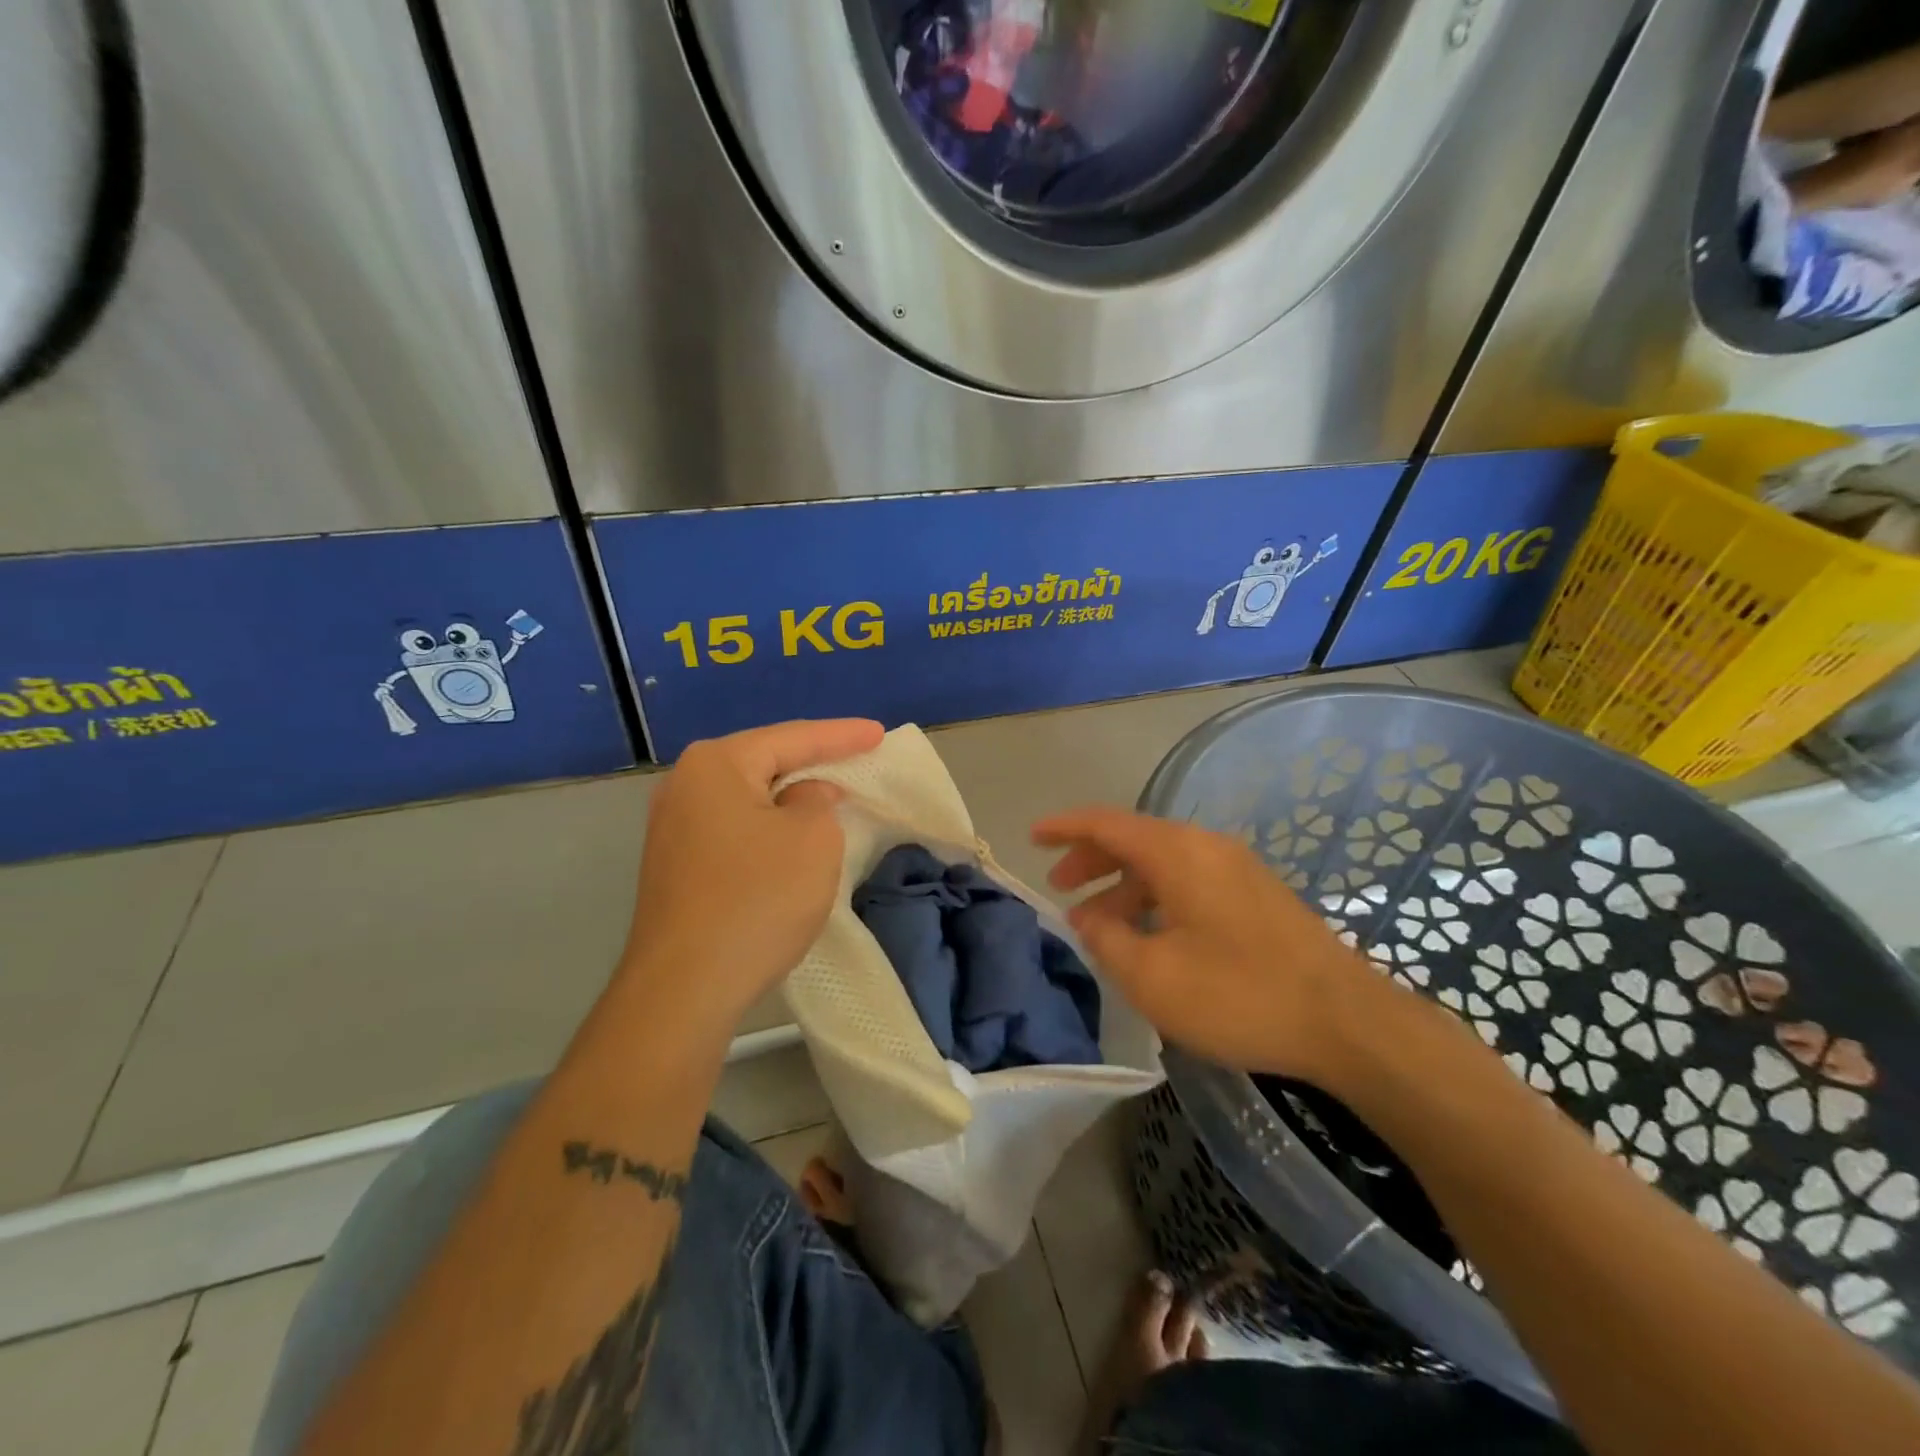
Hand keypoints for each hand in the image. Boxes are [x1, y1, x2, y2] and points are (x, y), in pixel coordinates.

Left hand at [620, 718, 884, 1028]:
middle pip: (764, 761)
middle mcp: (685, 786)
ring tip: (831, 792)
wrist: (684, 988)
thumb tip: (804, 798)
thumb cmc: (757, 899)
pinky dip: (769, 826)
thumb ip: (818, 803)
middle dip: (812, 761)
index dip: (842, 736)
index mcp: (716, 765)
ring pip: (748, 797)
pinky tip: (791, 835)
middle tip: (856, 755)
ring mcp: (673, 828)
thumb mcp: (813, 840)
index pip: (792, 738)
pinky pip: (735, 828)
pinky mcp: (676, 866)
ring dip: (790, 796)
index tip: (879, 733)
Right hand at [1034, 807, 1382, 1082]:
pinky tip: (1149, 933)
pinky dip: (1155, 896)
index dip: (1065, 827)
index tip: (1033, 837)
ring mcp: (1237, 869)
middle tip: (1060, 887)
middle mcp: (1206, 847)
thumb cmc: (1239, 994)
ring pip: (1163, 863)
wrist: (1348, 1022)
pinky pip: (1189, 880)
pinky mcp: (1256, 895)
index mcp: (1178, 853)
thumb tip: (1087, 917)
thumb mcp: (1153, 976)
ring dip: (1124, 885)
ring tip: (1098, 922)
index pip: (1107, 823)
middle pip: (1134, 839)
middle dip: (1091, 859)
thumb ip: (1107, 939)